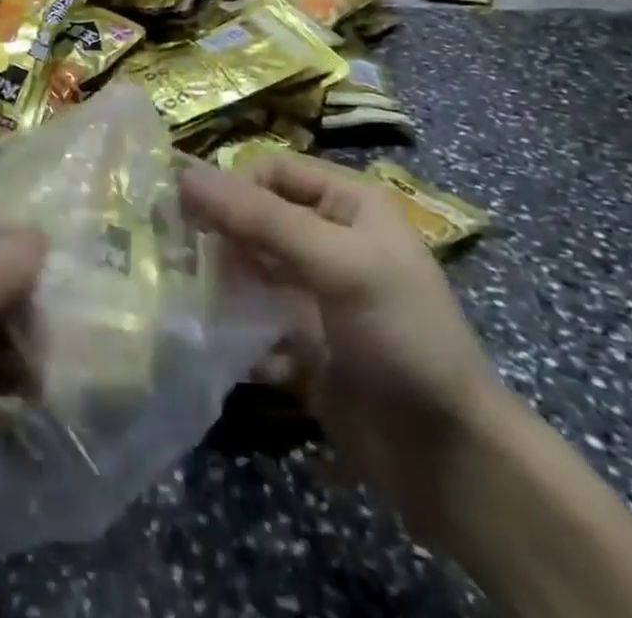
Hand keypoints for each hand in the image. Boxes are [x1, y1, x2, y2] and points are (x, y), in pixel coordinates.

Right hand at [181, 153, 501, 539]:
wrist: (451, 460)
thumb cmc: (400, 335)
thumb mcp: (335, 264)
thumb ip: (259, 218)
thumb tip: (185, 176)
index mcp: (348, 206)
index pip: (273, 172)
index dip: (233, 186)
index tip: (193, 216)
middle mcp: (329, 242)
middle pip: (256, 219)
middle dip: (220, 237)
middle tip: (181, 258)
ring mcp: (315, 296)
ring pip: (249, 271)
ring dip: (221, 284)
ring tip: (192, 300)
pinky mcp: (302, 344)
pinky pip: (253, 322)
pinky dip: (235, 331)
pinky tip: (223, 346)